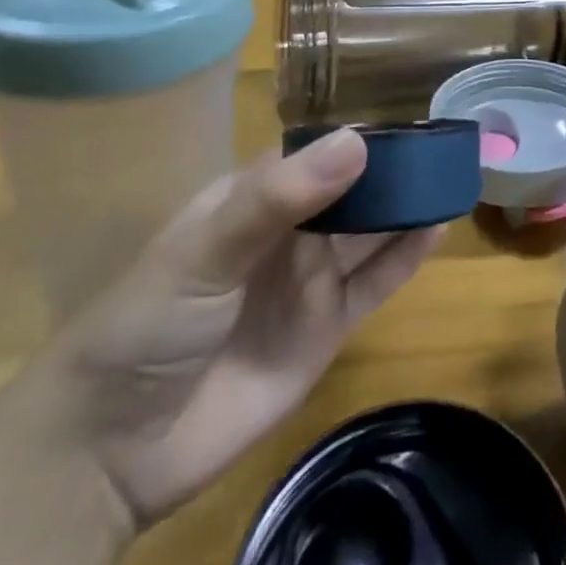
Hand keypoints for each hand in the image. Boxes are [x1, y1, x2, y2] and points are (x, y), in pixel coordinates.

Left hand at [23, 131, 441, 531]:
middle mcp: (289, 233)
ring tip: (454, 174)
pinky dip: (408, 256)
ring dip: (410, 205)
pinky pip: (376, 282)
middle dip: (395, 167)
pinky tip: (439, 227)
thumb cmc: (146, 326)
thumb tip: (359, 141)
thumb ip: (279, 198)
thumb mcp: (204, 250)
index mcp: (253, 199)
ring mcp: (311, 280)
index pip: (316, 151)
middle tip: (448, 142)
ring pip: (372, 231)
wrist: (111, 453)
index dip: (360, 132)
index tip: (410, 111)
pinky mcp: (328, 328)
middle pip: (353, 189)